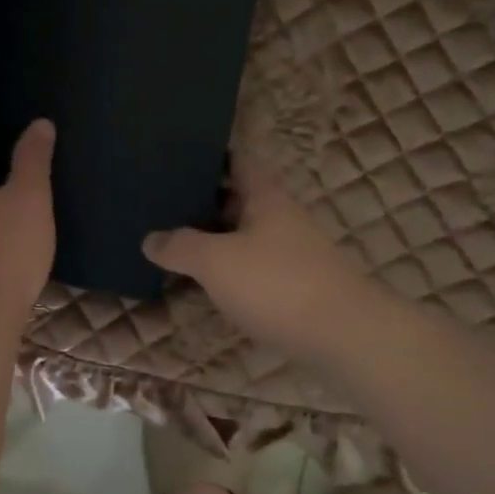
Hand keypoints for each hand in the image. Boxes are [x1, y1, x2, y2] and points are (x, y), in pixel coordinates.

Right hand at [142, 157, 366, 364]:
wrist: (344, 337)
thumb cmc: (276, 284)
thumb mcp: (216, 261)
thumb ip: (180, 247)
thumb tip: (150, 239)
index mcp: (266, 199)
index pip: (239, 163)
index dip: (211, 157)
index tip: (178, 156)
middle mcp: (281, 220)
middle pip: (240, 200)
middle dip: (204, 201)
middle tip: (162, 202)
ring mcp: (291, 255)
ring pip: (245, 236)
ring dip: (214, 238)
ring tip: (174, 242)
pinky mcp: (295, 288)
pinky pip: (253, 268)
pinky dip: (229, 269)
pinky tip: (206, 282)